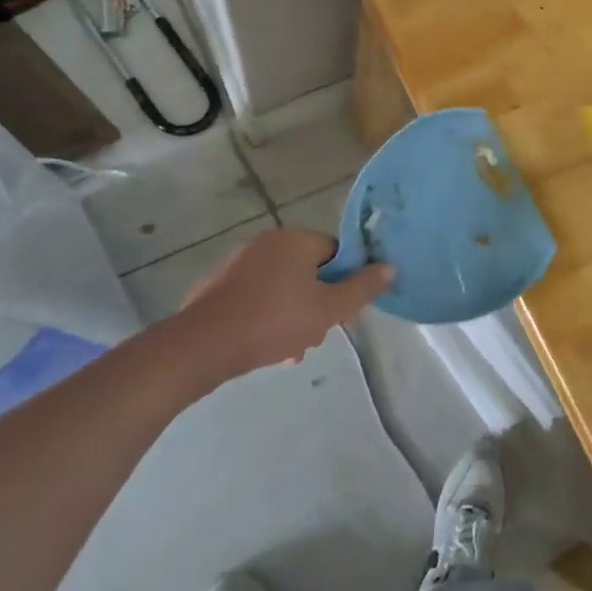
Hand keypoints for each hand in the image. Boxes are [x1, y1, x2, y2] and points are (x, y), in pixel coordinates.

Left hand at [172, 228, 393, 383]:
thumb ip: (363, 288)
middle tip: (316, 333)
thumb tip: (391, 267)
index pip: (336, 252)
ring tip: (291, 351)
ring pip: (282, 287)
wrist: (200, 347)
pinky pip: (255, 297)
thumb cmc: (272, 322)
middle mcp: (267, 242)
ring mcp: (238, 263)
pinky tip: (265, 348)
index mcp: (296, 239)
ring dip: (292, 315)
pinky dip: (265, 316)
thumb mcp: (329, 309)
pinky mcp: (217, 286)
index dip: (344, 281)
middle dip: (316, 303)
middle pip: (309, 270)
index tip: (341, 310)